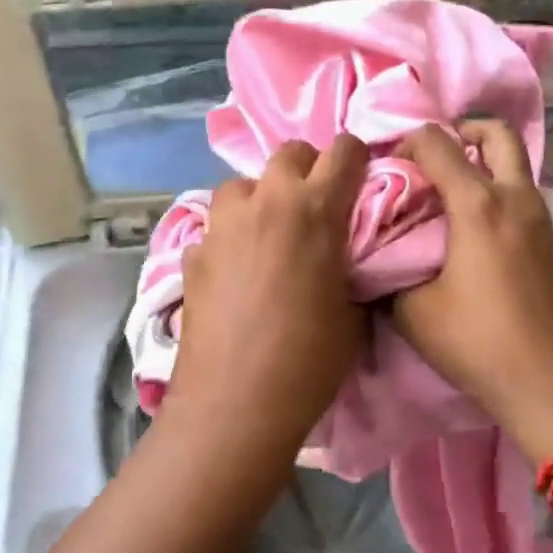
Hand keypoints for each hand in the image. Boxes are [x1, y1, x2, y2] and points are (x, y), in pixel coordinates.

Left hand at [166, 136, 368, 455]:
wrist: (235, 403)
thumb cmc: (309, 360)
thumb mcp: (353, 312)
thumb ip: (352, 268)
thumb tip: (346, 258)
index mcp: (315, 209)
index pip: (345, 149)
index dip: (357, 159)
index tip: (360, 180)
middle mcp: (266, 202)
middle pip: (290, 153)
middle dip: (308, 169)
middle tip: (316, 205)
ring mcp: (222, 224)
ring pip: (243, 184)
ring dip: (262, 197)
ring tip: (269, 232)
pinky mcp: (192, 252)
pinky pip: (216, 226)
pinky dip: (231, 236)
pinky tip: (235, 270)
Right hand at [392, 121, 552, 464]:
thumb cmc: (481, 344)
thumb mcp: (414, 313)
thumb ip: (390, 274)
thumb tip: (376, 257)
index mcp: (478, 205)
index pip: (438, 143)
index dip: (407, 141)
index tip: (388, 162)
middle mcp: (516, 199)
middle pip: (496, 133)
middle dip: (462, 131)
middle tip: (434, 157)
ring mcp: (543, 220)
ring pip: (515, 166)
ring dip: (483, 164)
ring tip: (447, 197)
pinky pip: (523, 197)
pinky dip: (498, 194)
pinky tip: (474, 234)